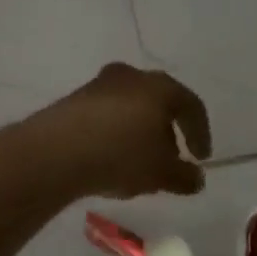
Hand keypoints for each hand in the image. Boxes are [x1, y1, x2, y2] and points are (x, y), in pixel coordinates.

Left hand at [29, 62, 211, 199]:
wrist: (55, 152)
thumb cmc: (122, 155)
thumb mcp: (162, 173)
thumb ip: (186, 177)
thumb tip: (196, 179)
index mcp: (160, 87)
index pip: (191, 106)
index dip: (201, 134)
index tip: (201, 159)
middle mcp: (131, 77)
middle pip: (159, 104)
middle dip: (167, 133)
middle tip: (170, 160)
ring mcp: (98, 85)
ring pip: (130, 110)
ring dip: (139, 135)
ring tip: (138, 165)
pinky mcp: (73, 101)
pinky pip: (105, 117)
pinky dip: (115, 136)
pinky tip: (110, 161)